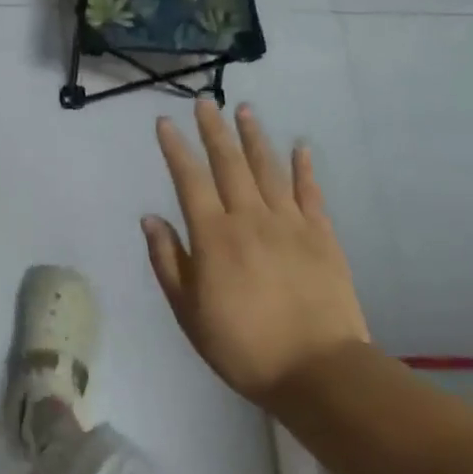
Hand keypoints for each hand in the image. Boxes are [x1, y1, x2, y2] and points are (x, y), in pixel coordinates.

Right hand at [144, 101, 367, 406]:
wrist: (318, 371)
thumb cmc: (243, 345)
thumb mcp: (188, 311)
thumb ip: (168, 261)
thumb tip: (150, 219)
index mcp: (213, 236)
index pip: (189, 179)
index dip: (176, 149)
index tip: (165, 123)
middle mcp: (249, 218)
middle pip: (229, 163)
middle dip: (214, 130)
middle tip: (205, 102)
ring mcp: (289, 224)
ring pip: (268, 169)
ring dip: (254, 137)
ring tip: (245, 110)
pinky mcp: (322, 236)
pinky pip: (310, 193)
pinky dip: (304, 168)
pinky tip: (300, 147)